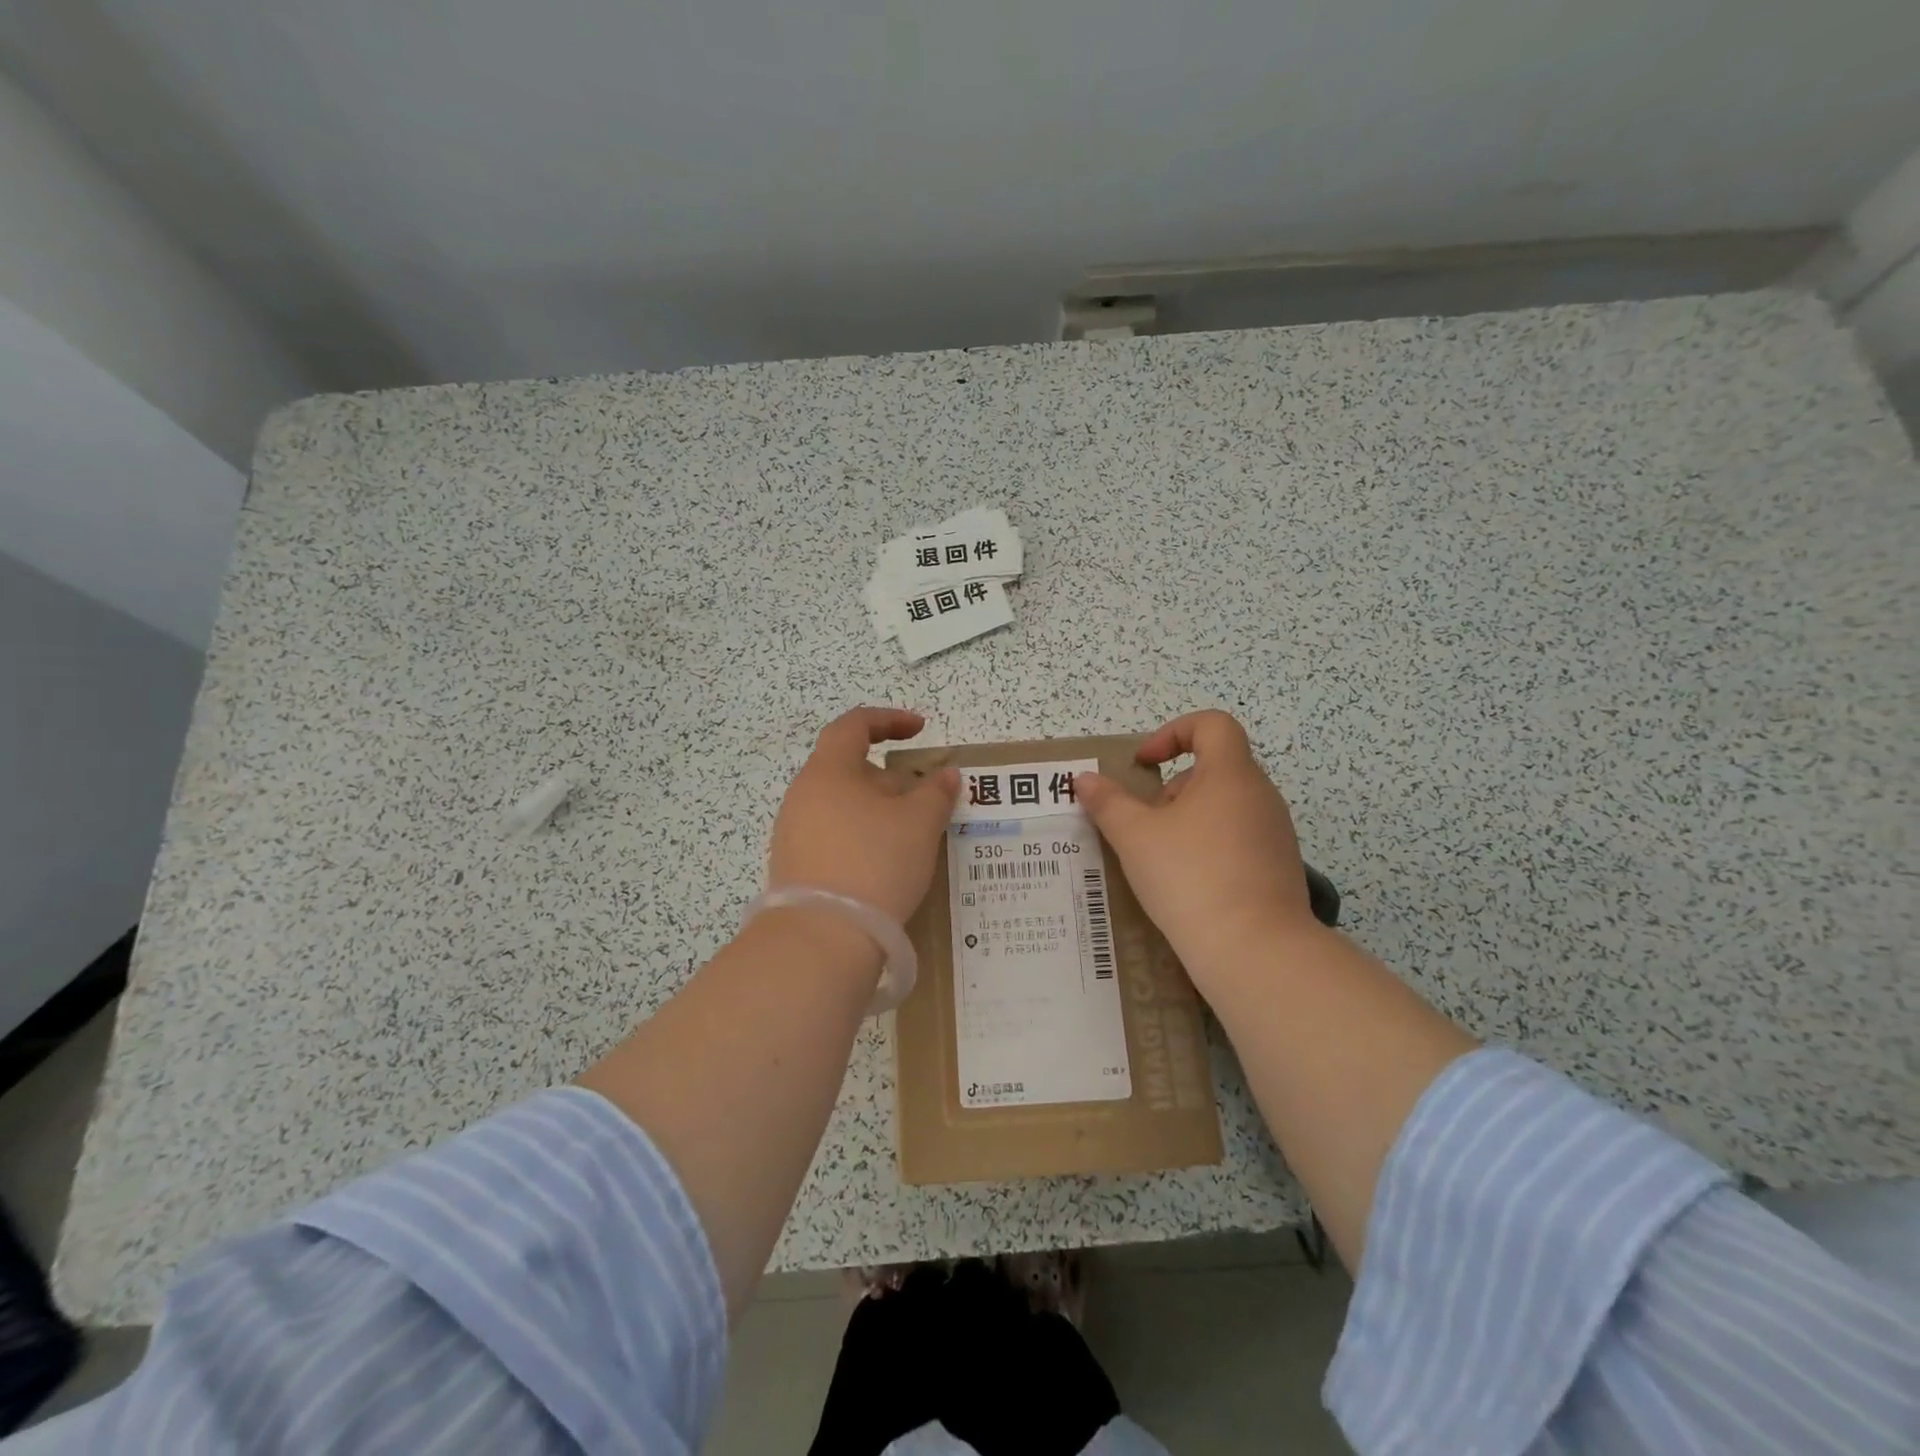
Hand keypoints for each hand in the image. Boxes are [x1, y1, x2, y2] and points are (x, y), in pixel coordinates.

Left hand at [767, 707, 958, 925]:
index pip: (854, 725)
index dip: (889, 720)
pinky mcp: (794, 866)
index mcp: (828, 771)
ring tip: (911, 835)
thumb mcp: (919, 824)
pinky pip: (834, 835)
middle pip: (849, 769)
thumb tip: (946, 774)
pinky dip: (862, 836)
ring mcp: (793, 832)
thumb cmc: (874, 863)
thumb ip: (937, 792)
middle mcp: (803, 795)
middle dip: (891, 778)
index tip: (920, 730)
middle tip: (925, 799)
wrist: (821, 939)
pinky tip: (885, 863)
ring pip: (843, 805)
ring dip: (878, 810)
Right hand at [1076, 711, 1317, 987]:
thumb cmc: (1190, 876)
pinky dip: (1210, 848)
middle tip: (1145, 822)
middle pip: (1215, 768)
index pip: (1212, 724)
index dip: (1173, 732)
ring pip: (1226, 807)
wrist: (1255, 950)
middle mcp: (1261, 796)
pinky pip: (1239, 841)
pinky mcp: (1279, 869)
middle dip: (1172, 787)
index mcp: (1231, 774)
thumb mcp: (1135, 836)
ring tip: (1161, 858)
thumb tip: (1084, 778)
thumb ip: (1107, 802)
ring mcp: (1276, 834)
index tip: (1143, 764)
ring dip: (1189, 820)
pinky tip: (1188, 885)